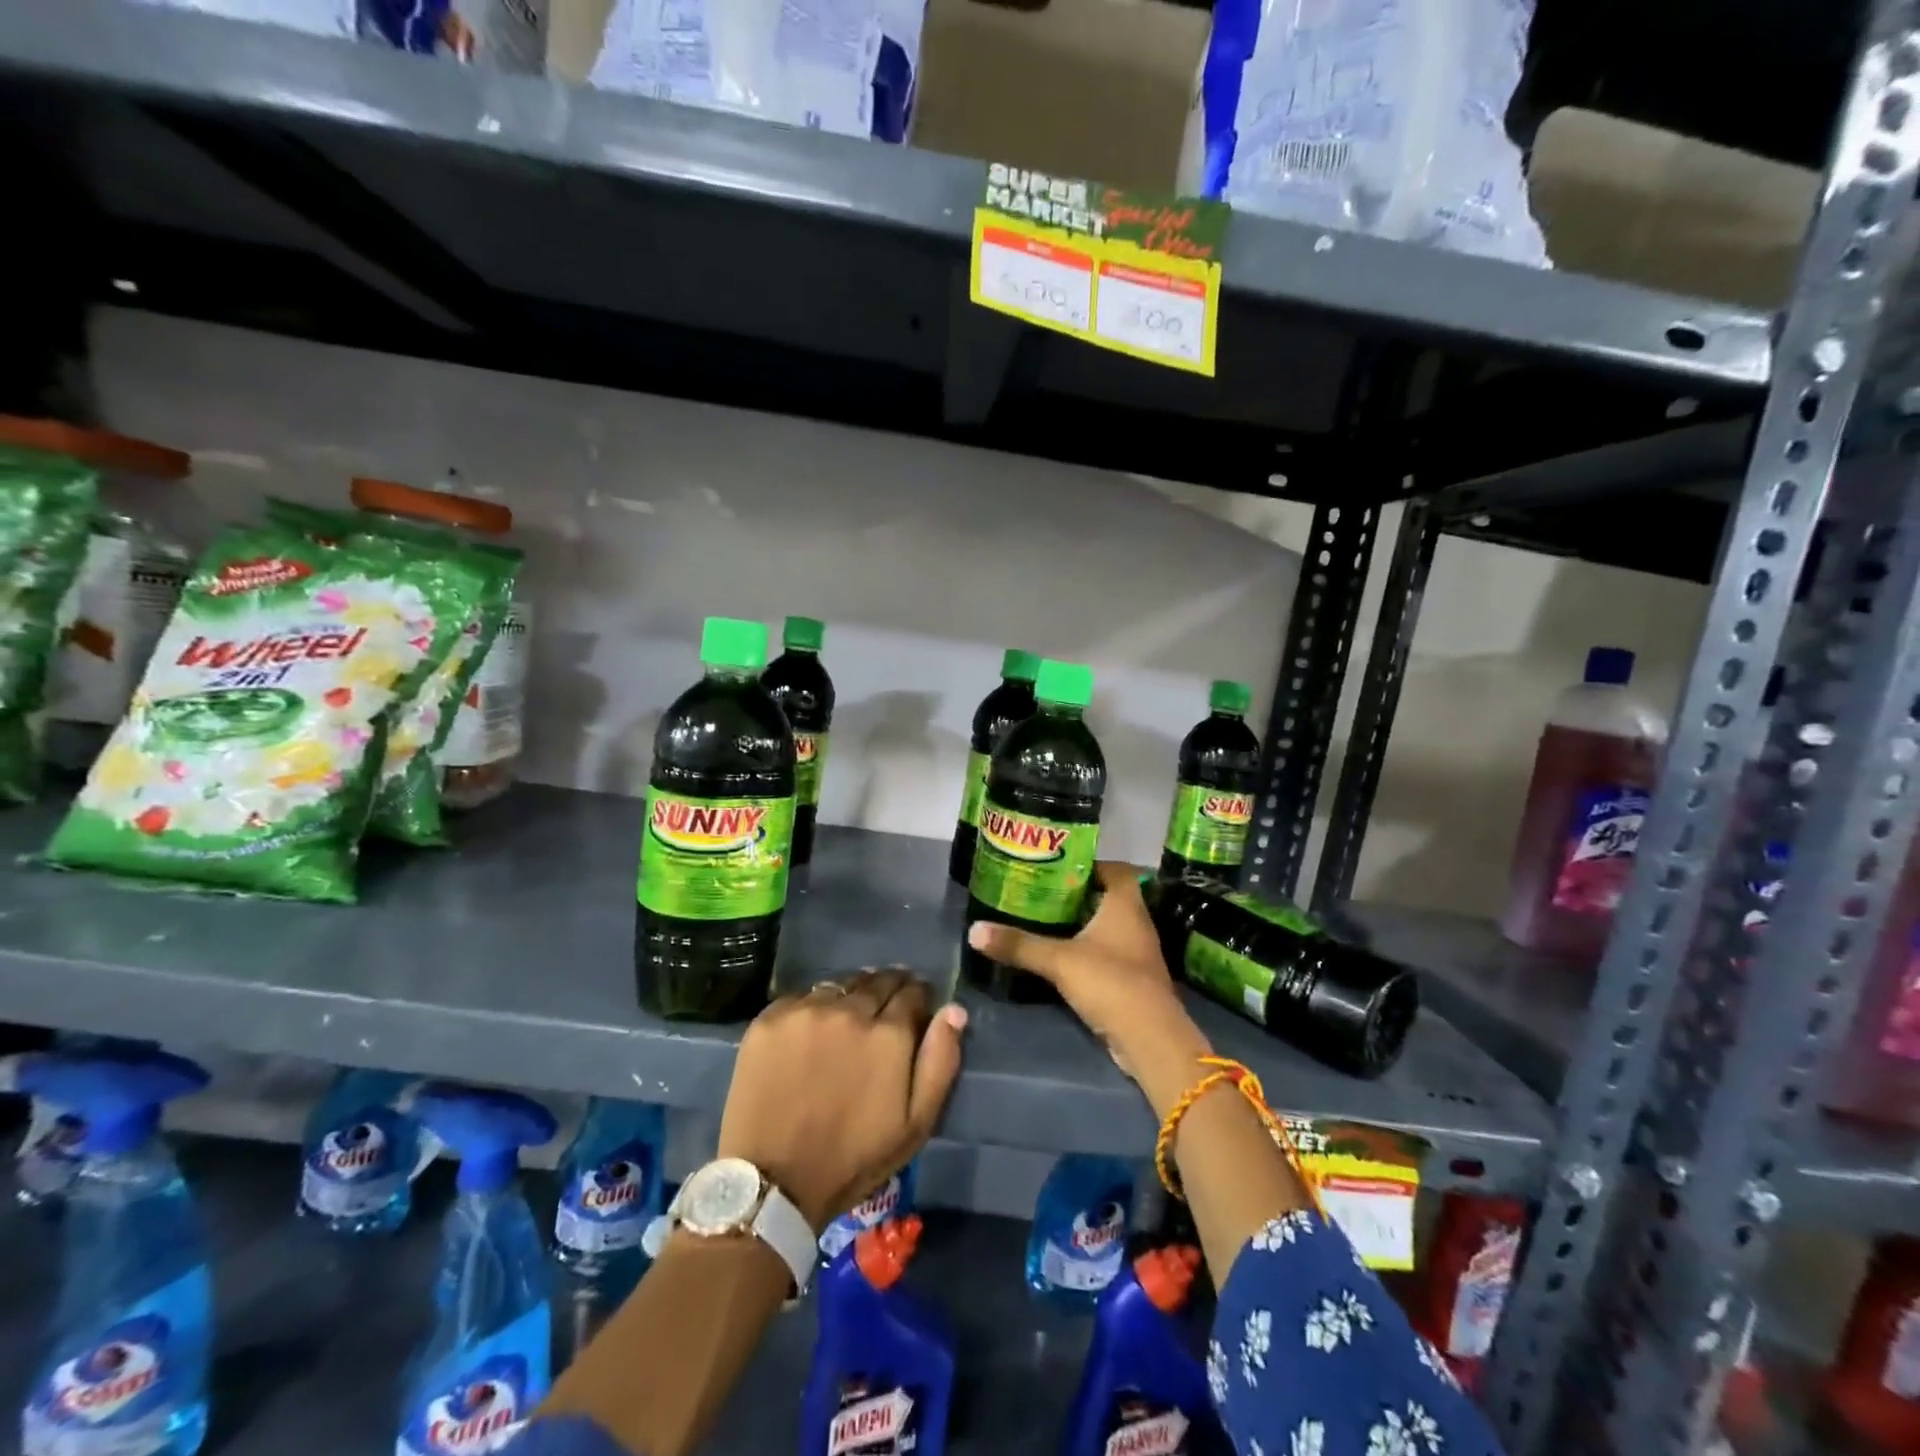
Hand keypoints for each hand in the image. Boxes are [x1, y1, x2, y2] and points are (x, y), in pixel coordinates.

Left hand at [718, 968, 966, 1230]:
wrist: (773, 1182)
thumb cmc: (853, 1158)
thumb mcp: (915, 1124)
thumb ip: (940, 1061)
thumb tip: (954, 1010)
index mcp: (888, 1033)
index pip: (912, 991)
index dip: (917, 996)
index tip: (915, 1006)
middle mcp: (849, 1010)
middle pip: (877, 980)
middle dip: (887, 989)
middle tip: (883, 1009)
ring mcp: (806, 1010)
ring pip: (839, 985)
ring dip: (850, 994)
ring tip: (847, 1016)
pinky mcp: (770, 1018)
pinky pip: (801, 997)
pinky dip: (813, 1006)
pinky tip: (811, 1029)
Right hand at [967, 863, 1211, 1116]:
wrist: (1150, 1039)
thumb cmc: (1110, 983)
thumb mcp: (1058, 961)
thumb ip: (1019, 945)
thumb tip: (974, 930)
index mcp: (1126, 905)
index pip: (1117, 870)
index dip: (1092, 864)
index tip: (1060, 865)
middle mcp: (1137, 923)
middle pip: (1110, 897)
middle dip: (1079, 894)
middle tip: (1043, 891)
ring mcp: (1137, 952)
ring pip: (1109, 926)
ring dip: (1083, 922)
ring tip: (1046, 919)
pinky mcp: (1133, 978)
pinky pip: (1109, 951)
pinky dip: (1088, 948)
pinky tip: (1062, 954)